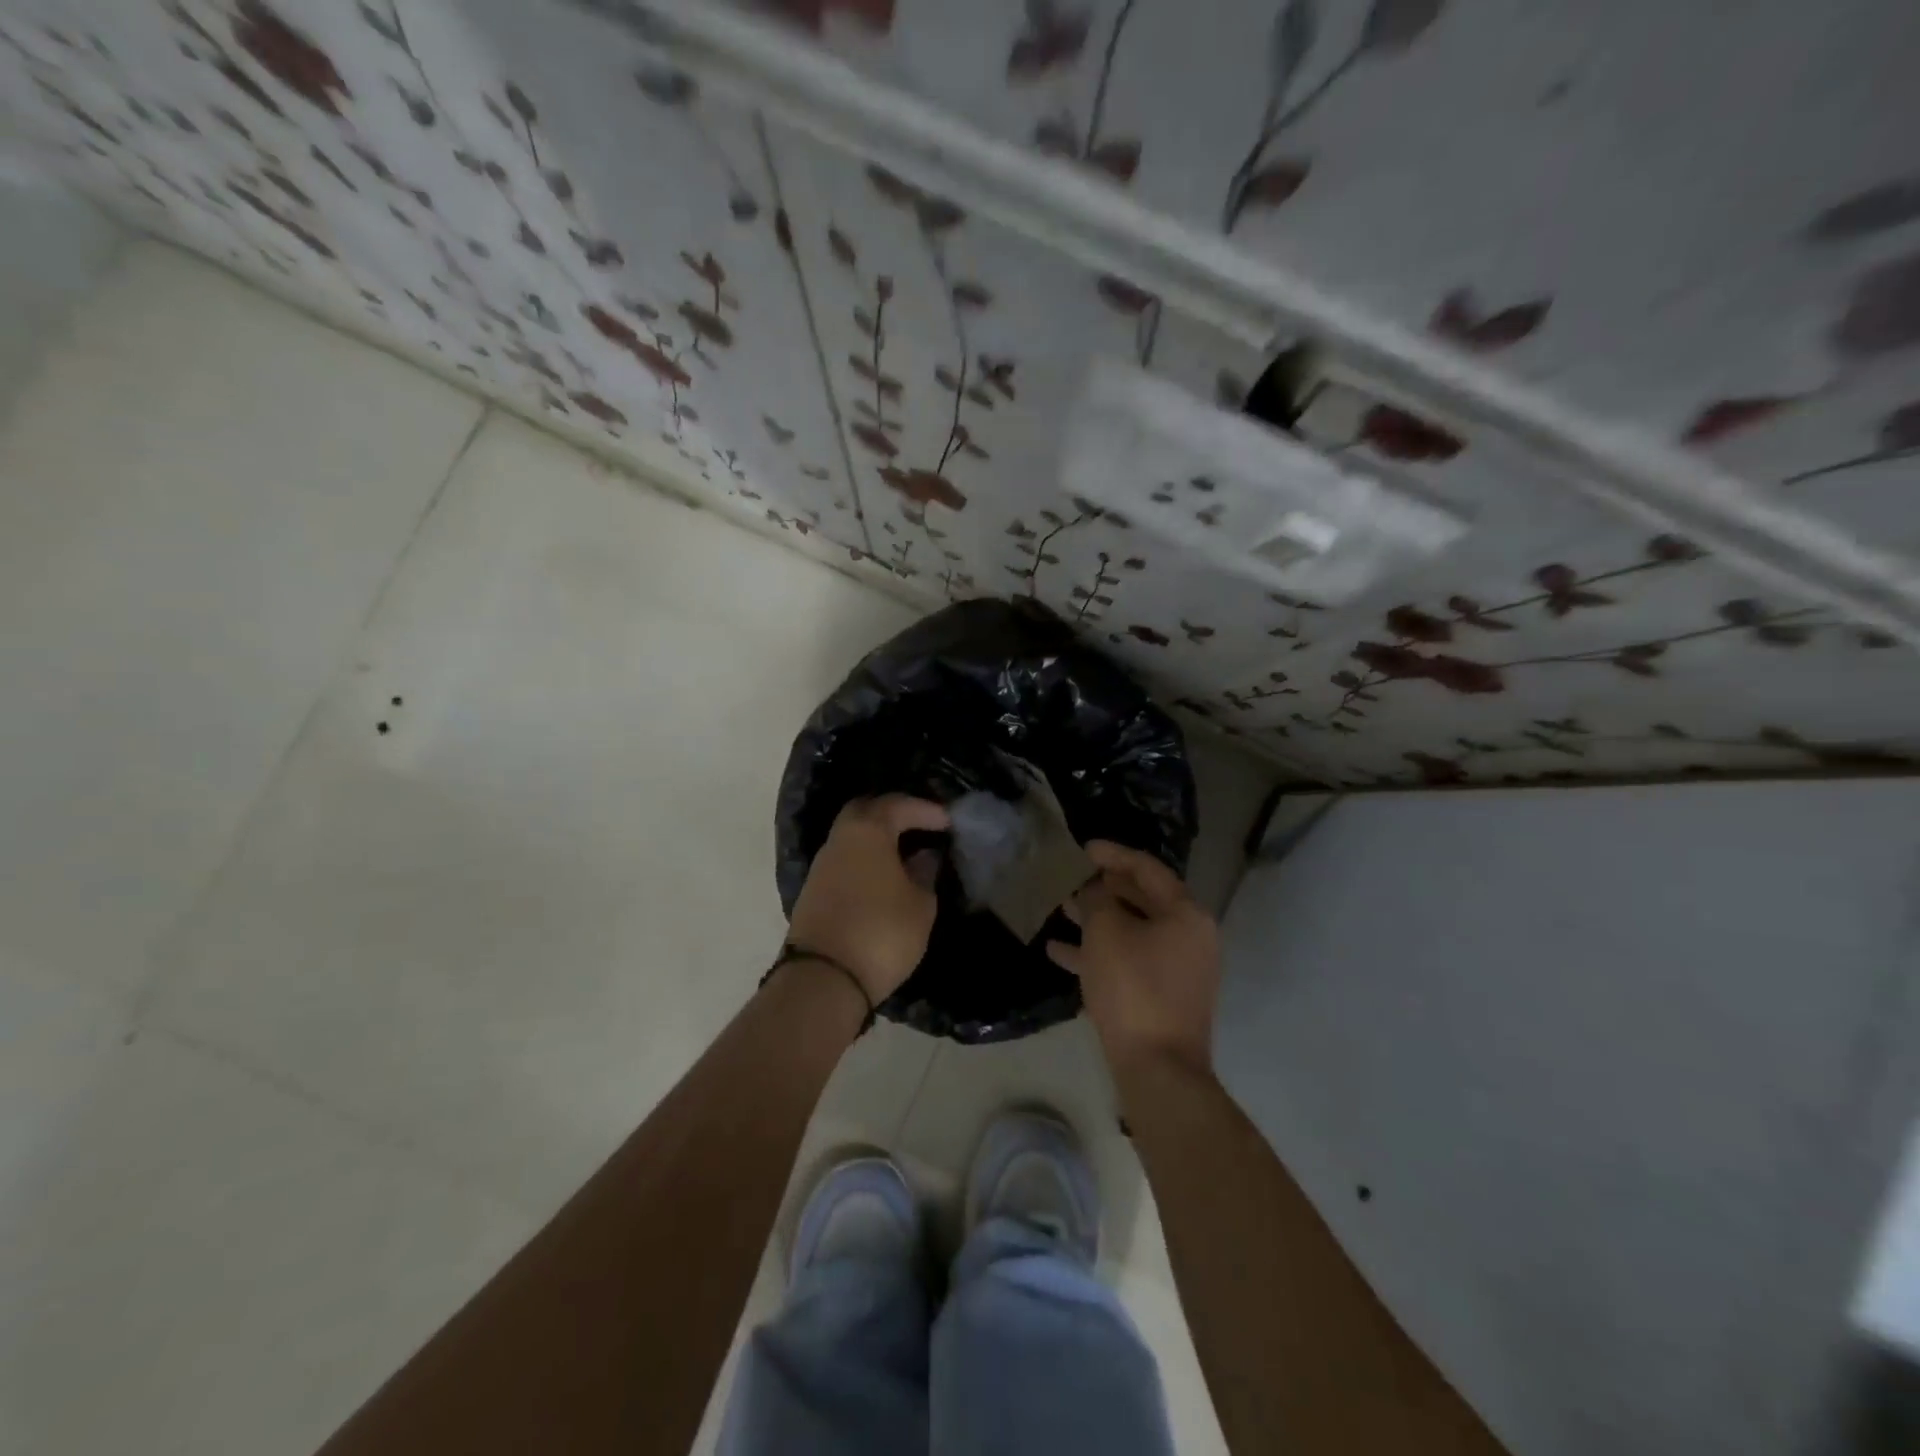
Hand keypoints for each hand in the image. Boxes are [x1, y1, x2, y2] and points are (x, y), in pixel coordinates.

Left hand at [788, 795, 950, 1004]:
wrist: (823, 979)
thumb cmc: (882, 933)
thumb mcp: (920, 905)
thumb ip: (924, 874)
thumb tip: (924, 856)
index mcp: (867, 831)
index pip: (898, 805)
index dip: (925, 810)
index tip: (948, 822)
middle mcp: (839, 839)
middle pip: (866, 811)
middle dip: (894, 813)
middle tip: (920, 825)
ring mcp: (821, 865)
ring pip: (852, 836)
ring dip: (878, 839)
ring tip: (906, 855)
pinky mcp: (813, 891)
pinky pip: (845, 860)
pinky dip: (865, 859)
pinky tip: (884, 877)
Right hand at [1048, 840, 1220, 1074]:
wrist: (1157, 1069)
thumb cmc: (1133, 988)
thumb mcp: (1106, 932)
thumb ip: (1097, 899)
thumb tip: (1095, 888)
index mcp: (1186, 914)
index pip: (1147, 869)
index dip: (1113, 854)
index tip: (1083, 848)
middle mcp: (1189, 937)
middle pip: (1141, 899)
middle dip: (1103, 888)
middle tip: (1071, 877)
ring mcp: (1177, 969)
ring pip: (1131, 931)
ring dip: (1096, 920)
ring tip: (1060, 908)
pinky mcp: (1162, 996)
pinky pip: (1128, 962)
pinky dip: (1098, 953)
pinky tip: (1058, 951)